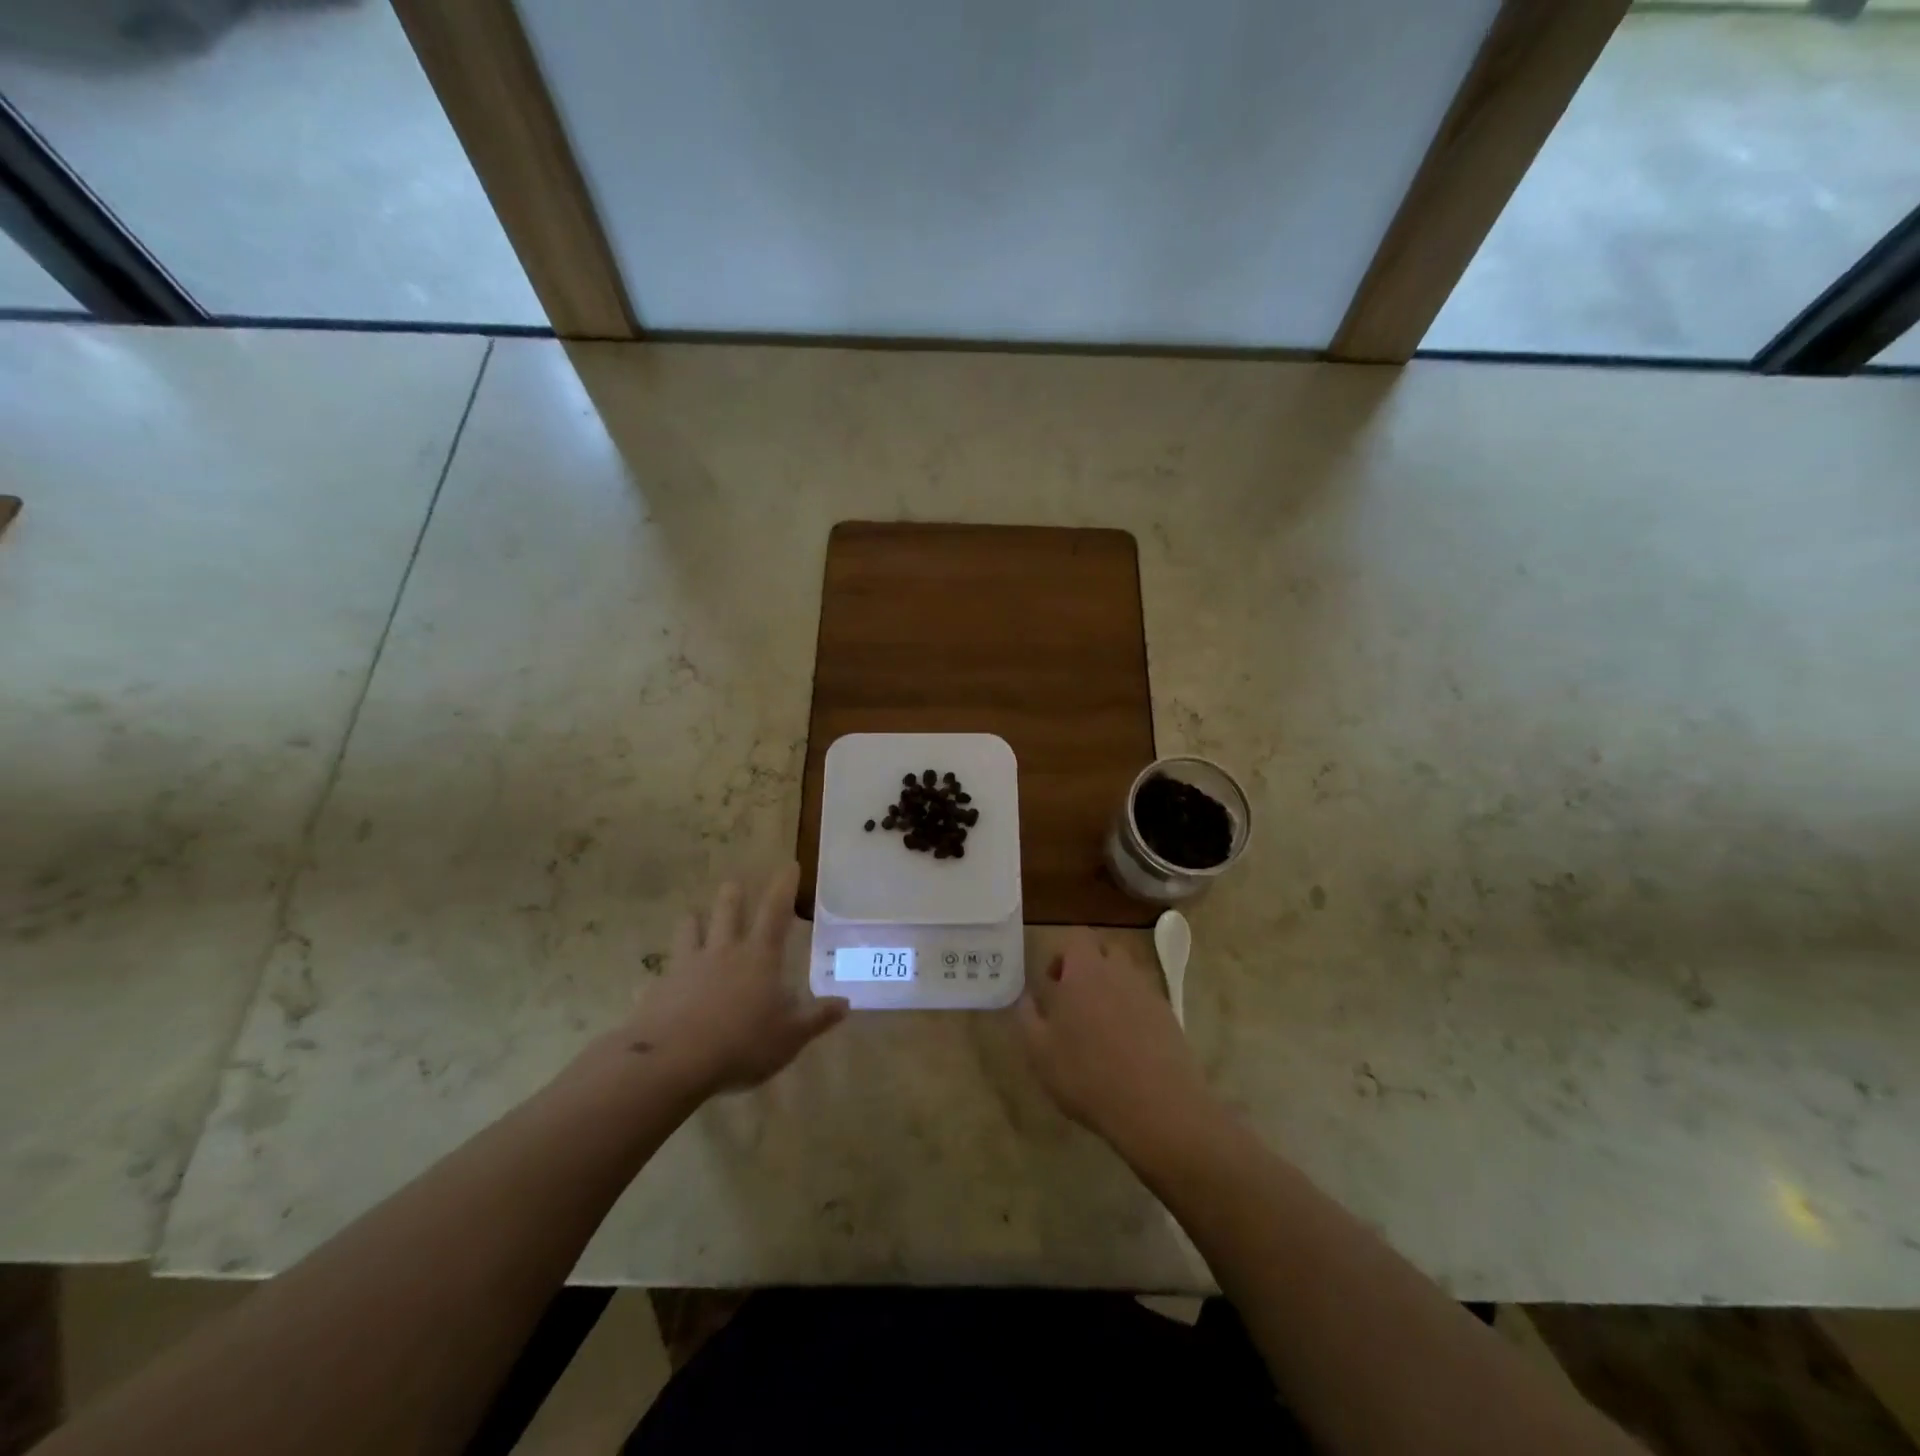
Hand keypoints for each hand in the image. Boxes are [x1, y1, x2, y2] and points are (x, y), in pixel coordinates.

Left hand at [619, 866, 848, 1099]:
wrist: (673, 1062)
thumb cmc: (742, 1044)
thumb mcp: (790, 1036)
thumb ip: (817, 1018)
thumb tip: (845, 1003)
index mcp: (759, 956)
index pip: (775, 911)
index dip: (784, 887)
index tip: (789, 865)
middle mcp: (723, 951)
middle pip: (727, 909)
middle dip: (733, 894)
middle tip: (734, 884)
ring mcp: (687, 966)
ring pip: (689, 929)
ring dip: (694, 920)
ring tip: (694, 916)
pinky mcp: (659, 987)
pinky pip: (663, 972)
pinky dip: (665, 973)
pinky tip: (660, 983)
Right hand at [1018, 929, 1214, 1152]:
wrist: (1157, 1107)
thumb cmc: (1087, 1074)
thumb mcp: (1039, 1051)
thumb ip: (1028, 1016)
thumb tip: (1028, 997)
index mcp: (1085, 970)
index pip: (1075, 939)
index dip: (1061, 956)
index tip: (1052, 985)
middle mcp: (1119, 971)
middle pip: (1105, 951)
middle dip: (1089, 966)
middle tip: (1074, 1000)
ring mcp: (1148, 992)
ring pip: (1126, 975)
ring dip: (1111, 988)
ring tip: (1099, 1025)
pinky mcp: (1169, 1016)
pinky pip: (1144, 1000)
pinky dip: (1133, 1011)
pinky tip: (1125, 1045)